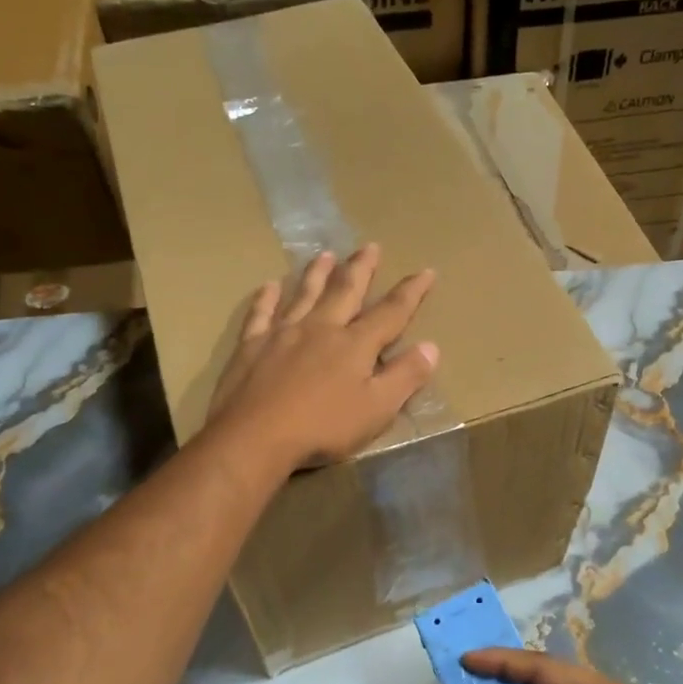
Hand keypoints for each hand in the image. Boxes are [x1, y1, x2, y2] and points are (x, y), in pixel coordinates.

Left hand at [208, 245, 438, 470]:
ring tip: (325, 254)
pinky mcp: (251, 346)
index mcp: (355, 345)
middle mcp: (321, 328)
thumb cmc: (323, 428)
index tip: (426, 271)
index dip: (411, 292)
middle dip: (361, 269)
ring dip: (317, 273)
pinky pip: (261, 314)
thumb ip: (405, 377)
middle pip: (345, 291)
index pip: (391, 312)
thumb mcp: (377, 410)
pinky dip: (266, 298)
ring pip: (304, 295)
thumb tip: (431, 346)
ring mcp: (283, 333)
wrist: (255, 437)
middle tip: (370, 246)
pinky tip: (270, 286)